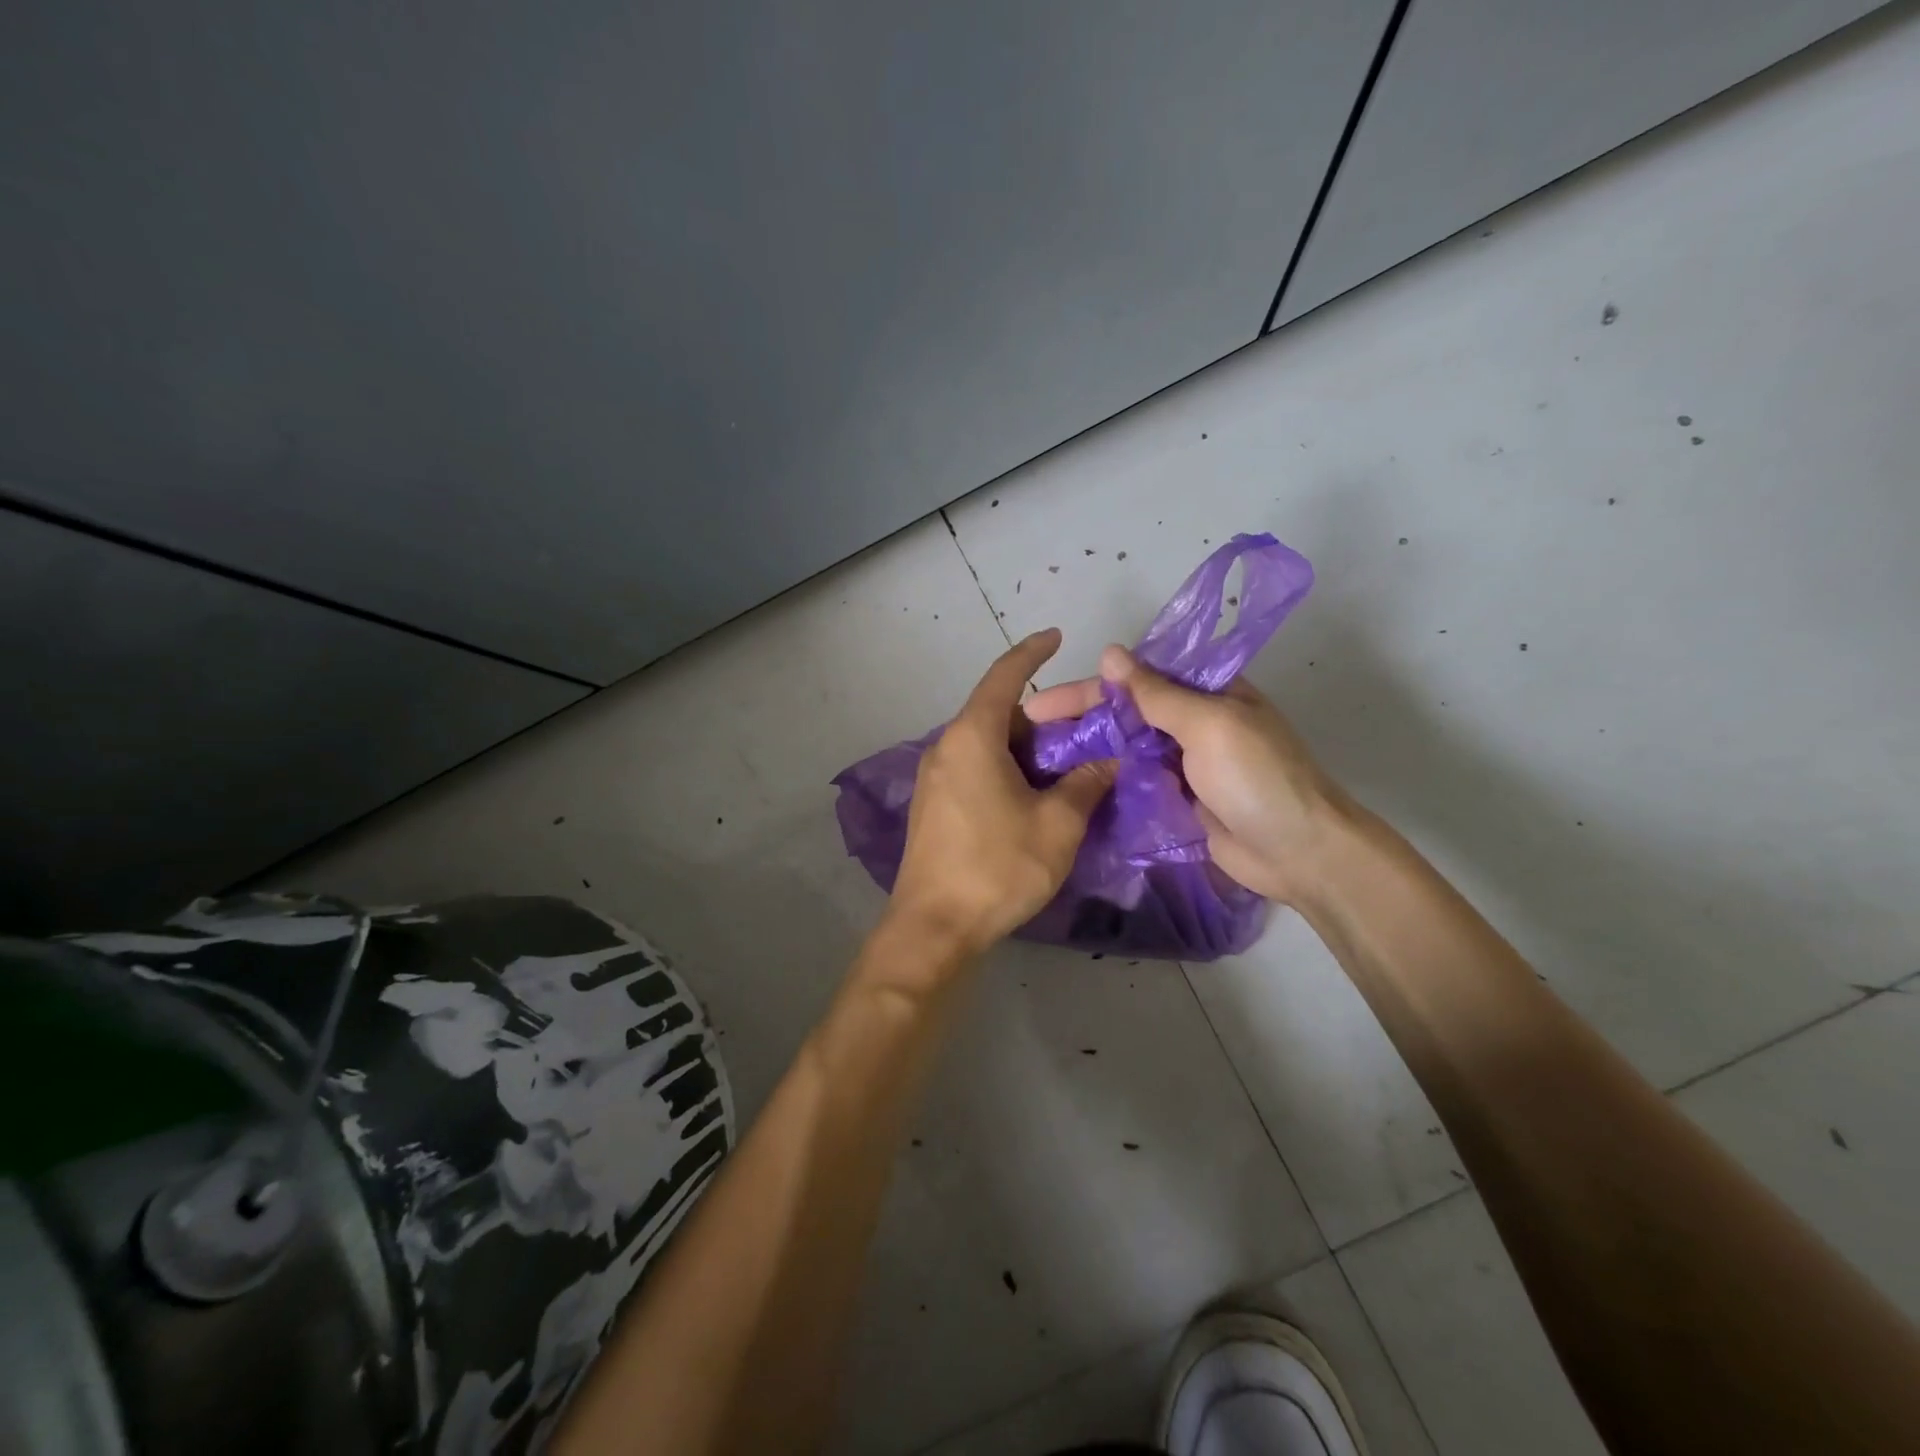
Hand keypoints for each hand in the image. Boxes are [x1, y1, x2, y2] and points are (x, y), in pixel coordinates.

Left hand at [887, 630, 1116, 958]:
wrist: (934, 927)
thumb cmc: (997, 867)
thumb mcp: (1057, 825)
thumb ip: (1085, 784)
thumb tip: (1106, 762)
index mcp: (972, 736)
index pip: (1004, 676)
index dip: (1032, 652)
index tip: (1056, 637)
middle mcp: (947, 747)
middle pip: (1000, 713)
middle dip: (1045, 717)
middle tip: (1087, 731)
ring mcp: (935, 778)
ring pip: (989, 744)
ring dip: (1028, 748)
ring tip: (1069, 766)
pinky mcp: (934, 805)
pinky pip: (976, 768)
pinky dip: (1008, 768)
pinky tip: (1035, 795)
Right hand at [1030, 645, 1351, 906]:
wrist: (1300, 853)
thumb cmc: (1257, 779)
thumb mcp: (1209, 725)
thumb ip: (1157, 694)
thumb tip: (1109, 653)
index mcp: (1205, 692)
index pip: (1135, 678)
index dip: (1087, 688)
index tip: (1041, 704)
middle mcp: (1191, 721)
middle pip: (1125, 712)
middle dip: (1079, 719)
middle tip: (1029, 733)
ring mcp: (1184, 763)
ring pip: (1126, 747)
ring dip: (1088, 749)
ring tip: (1038, 761)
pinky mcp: (1178, 798)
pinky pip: (1135, 781)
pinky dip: (1106, 780)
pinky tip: (1071, 787)